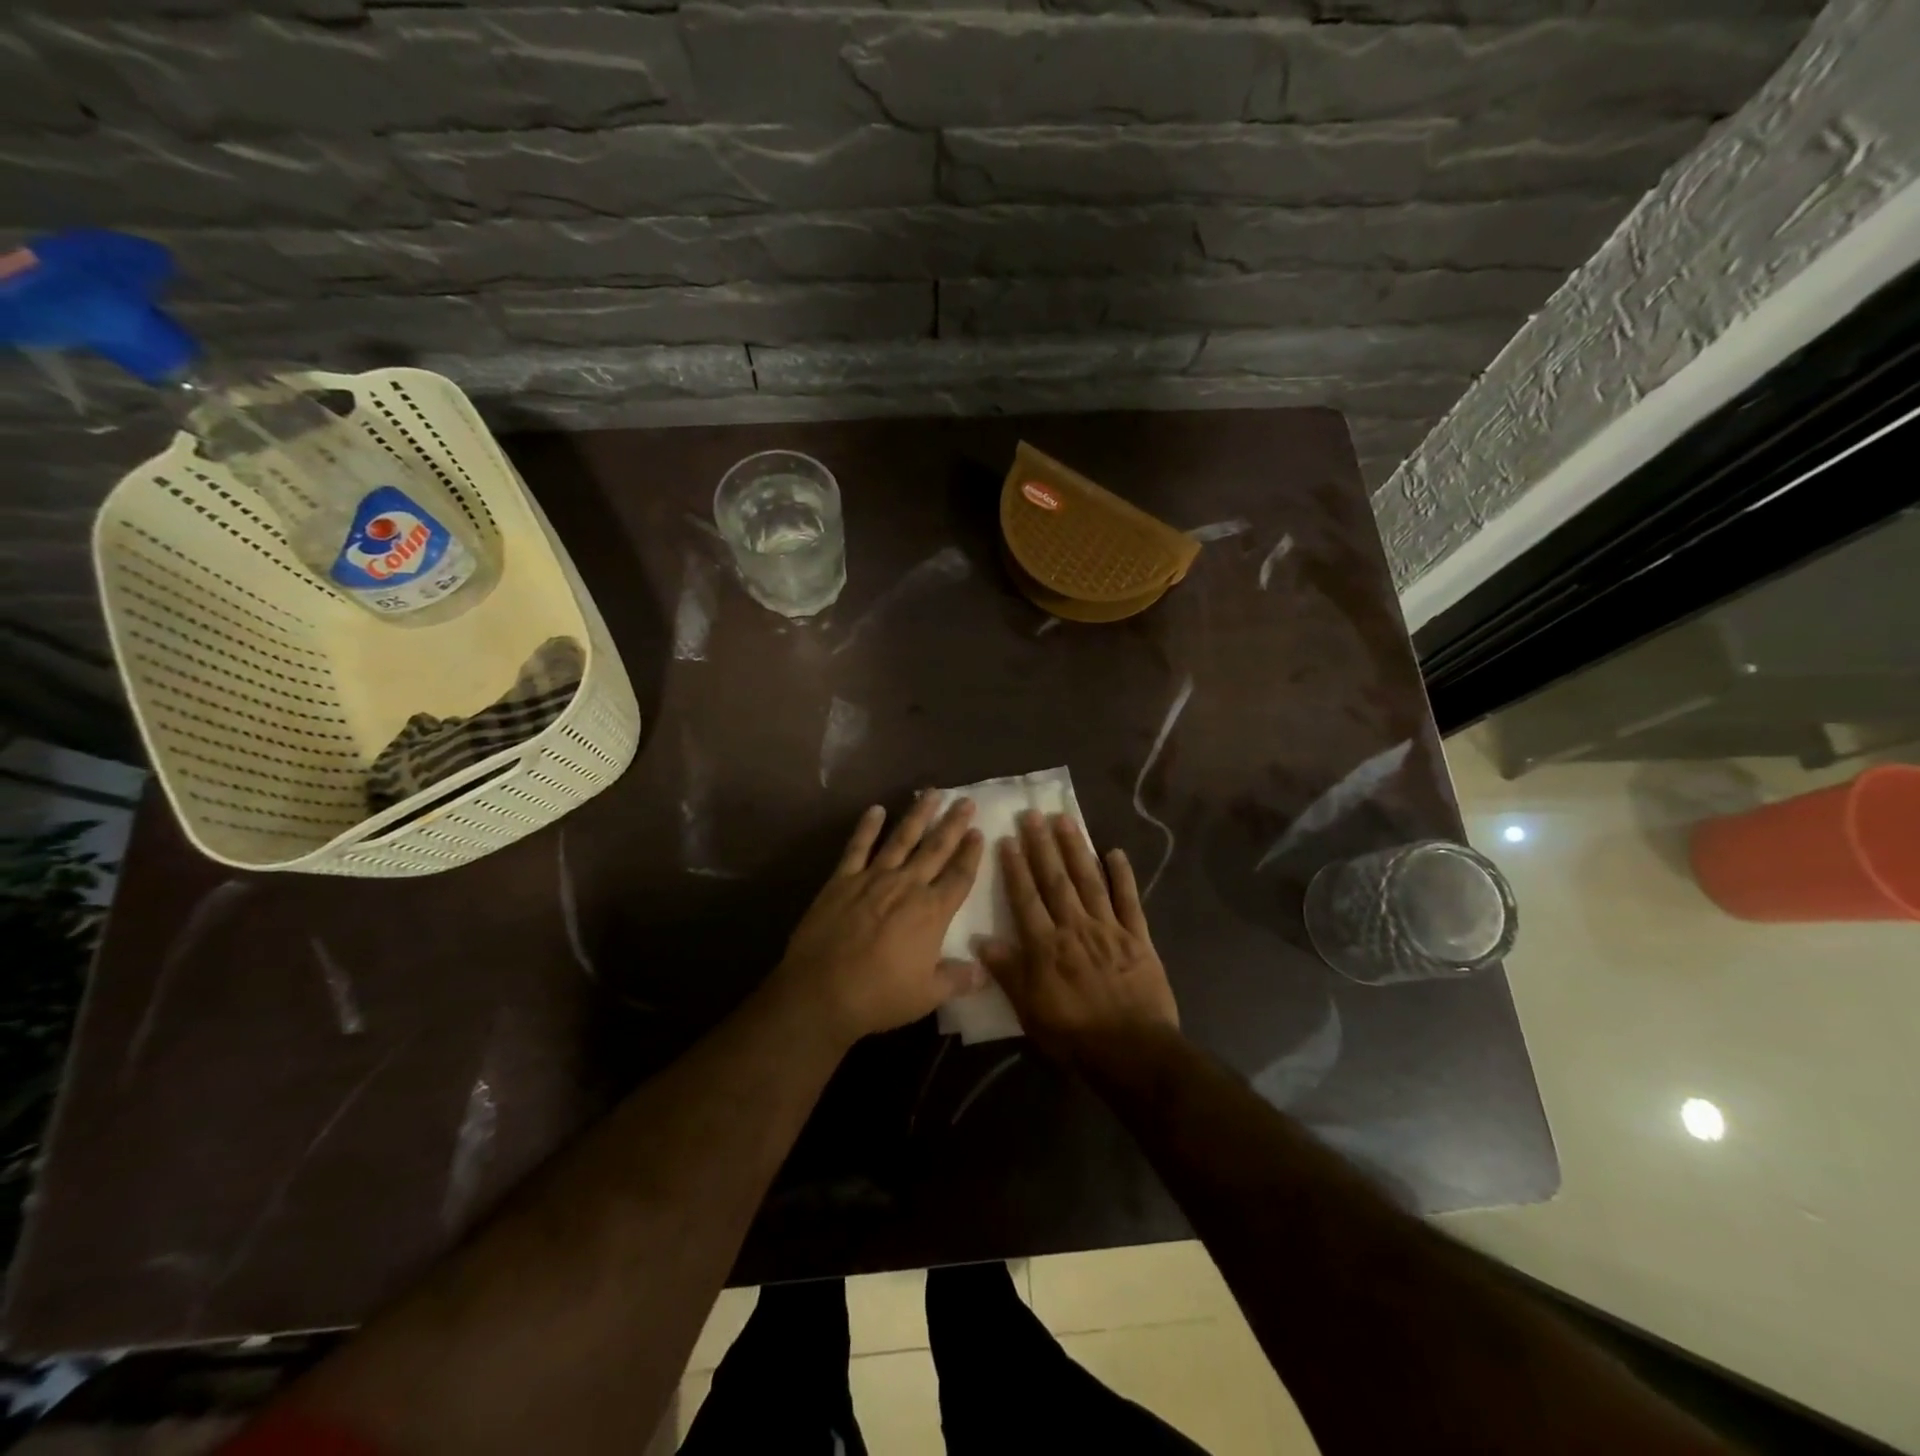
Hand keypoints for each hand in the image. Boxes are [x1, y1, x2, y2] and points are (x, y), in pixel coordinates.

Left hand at [776, 793, 986, 1045]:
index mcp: (932, 912)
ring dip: (918, 815)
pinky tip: (876, 809)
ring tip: (932, 793)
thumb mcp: (927, 995)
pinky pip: (857, 847)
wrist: (822, 992)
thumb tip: (984, 972)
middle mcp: (907, 886)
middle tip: (966, 801)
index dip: (971, 854)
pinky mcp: (842, 880)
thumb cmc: (879, 996)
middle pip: (936, 848)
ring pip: (901, 838)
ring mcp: (873, 878)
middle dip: (953, 824)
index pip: (959, 876)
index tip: (980, 831)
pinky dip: (867, 827)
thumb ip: (957, 979)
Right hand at [978, 811, 1179, 1063]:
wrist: (1132, 1051)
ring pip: (1089, 880)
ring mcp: (1109, 928)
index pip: (1025, 898)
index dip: (1015, 867)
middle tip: (1033, 814)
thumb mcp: (1029, 1010)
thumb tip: (980, 940)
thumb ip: (1007, 972)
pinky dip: (1122, 875)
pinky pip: (1129, 900)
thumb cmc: (1073, 1035)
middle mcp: (1075, 927)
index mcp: (1046, 945)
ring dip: (1076, 849)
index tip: (1007, 838)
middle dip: (1042, 845)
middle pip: (1055, 880)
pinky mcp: (1138, 937)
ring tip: (1065, 820)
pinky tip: (1115, 852)